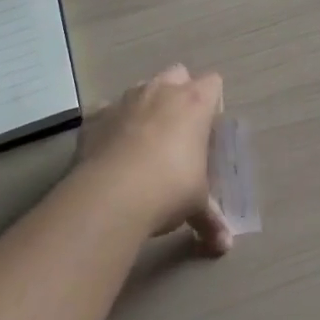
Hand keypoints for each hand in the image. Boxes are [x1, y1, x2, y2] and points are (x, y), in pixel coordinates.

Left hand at [75, 65, 230, 255]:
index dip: (213, 102)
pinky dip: (111, 124)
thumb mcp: (196, 206)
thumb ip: (211, 220)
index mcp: (194, 103)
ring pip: (141, 87)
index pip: (213, 83)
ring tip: (144, 141)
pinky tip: (111, 150)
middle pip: (177, 73)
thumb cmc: (169, 189)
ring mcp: (125, 99)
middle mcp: (161, 91)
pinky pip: (106, 111)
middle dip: (179, 92)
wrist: (111, 195)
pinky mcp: (95, 115)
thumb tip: (224, 246)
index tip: (209, 129)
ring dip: (145, 106)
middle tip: (179, 129)